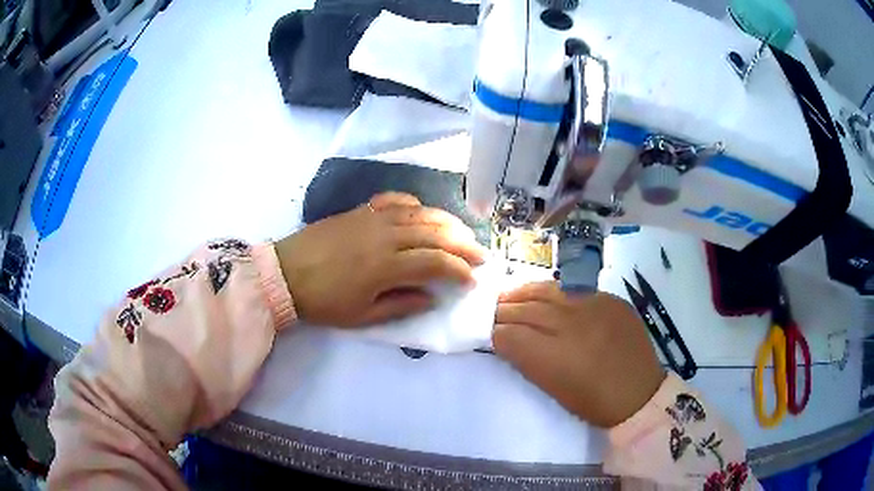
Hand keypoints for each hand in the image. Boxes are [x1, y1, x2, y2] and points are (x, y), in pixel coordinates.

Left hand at [276, 192, 485, 326]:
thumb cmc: (324, 301)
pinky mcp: (361, 210)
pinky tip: (422, 211)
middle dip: (463, 244)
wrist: (287, 274)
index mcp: (387, 265)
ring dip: (446, 222)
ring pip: (420, 213)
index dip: (459, 270)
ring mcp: (373, 218)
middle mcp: (386, 235)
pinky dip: (414, 203)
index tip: (472, 280)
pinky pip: (394, 200)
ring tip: (462, 232)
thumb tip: (431, 297)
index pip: (436, 262)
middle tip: (480, 254)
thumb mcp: (362, 316)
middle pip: (435, 233)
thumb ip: (401, 305)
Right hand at [493, 281, 664, 426]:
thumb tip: (507, 341)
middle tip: (490, 312)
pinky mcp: (608, 298)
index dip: (495, 334)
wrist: (638, 393)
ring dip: (522, 293)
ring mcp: (592, 307)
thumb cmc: (593, 402)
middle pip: (525, 310)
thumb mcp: (553, 390)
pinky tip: (541, 292)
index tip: (488, 334)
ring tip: (508, 296)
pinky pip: (572, 288)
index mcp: (553, 357)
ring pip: (547, 291)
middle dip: (503, 312)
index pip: (511, 335)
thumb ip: (528, 361)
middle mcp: (570, 325)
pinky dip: (551, 291)